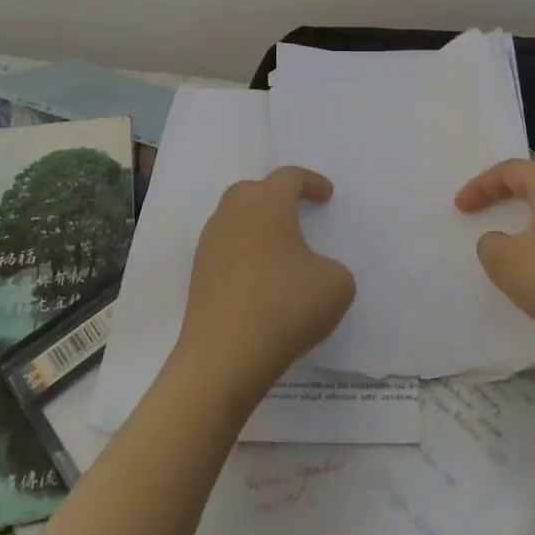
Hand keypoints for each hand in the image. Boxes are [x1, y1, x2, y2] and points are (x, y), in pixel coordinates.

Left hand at [173, 167, 356, 403]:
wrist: (223, 357)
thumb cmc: (284, 307)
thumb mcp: (336, 285)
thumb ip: (334, 268)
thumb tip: (315, 271)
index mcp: (267, 204)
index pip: (288, 177)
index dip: (311, 182)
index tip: (326, 196)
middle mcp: (233, 213)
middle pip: (253, 190)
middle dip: (276, 196)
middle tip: (297, 213)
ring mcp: (210, 243)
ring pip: (235, 219)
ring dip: (257, 226)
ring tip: (279, 249)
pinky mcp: (198, 274)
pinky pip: (225, 249)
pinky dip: (244, 253)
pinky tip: (259, 278)